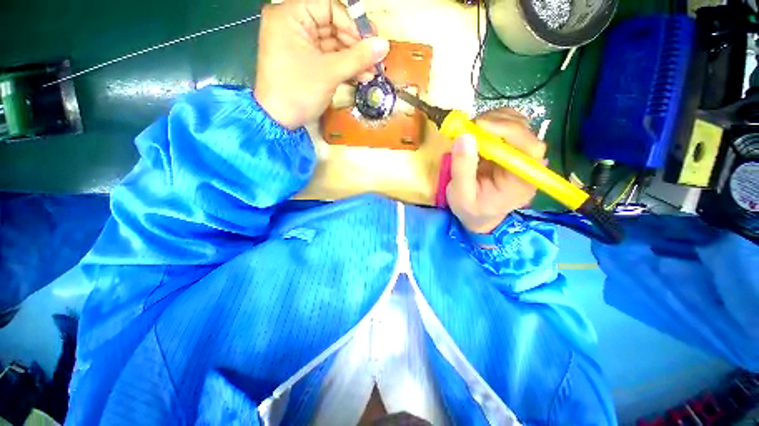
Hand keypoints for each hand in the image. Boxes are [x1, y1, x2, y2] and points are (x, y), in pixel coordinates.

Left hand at [255, 0, 389, 128]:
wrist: (279, 121)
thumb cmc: (299, 91)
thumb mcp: (330, 72)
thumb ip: (358, 57)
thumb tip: (384, 45)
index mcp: (290, 15)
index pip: (329, 7)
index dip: (353, 25)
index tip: (371, 44)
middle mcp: (293, 24)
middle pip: (332, 26)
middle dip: (356, 46)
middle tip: (375, 60)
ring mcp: (298, 44)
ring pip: (333, 45)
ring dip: (354, 59)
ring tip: (371, 73)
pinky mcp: (305, 61)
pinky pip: (328, 58)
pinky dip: (344, 67)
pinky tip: (361, 77)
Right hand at [447, 109, 546, 234]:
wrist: (478, 217)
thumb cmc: (470, 210)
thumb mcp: (460, 195)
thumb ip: (462, 169)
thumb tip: (464, 136)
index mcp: (521, 181)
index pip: (528, 148)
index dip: (508, 130)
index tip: (478, 125)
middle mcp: (528, 166)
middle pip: (526, 132)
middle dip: (497, 122)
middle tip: (469, 126)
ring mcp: (521, 156)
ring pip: (519, 124)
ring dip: (494, 120)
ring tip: (472, 130)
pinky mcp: (512, 151)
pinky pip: (509, 128)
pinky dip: (493, 123)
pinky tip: (478, 132)